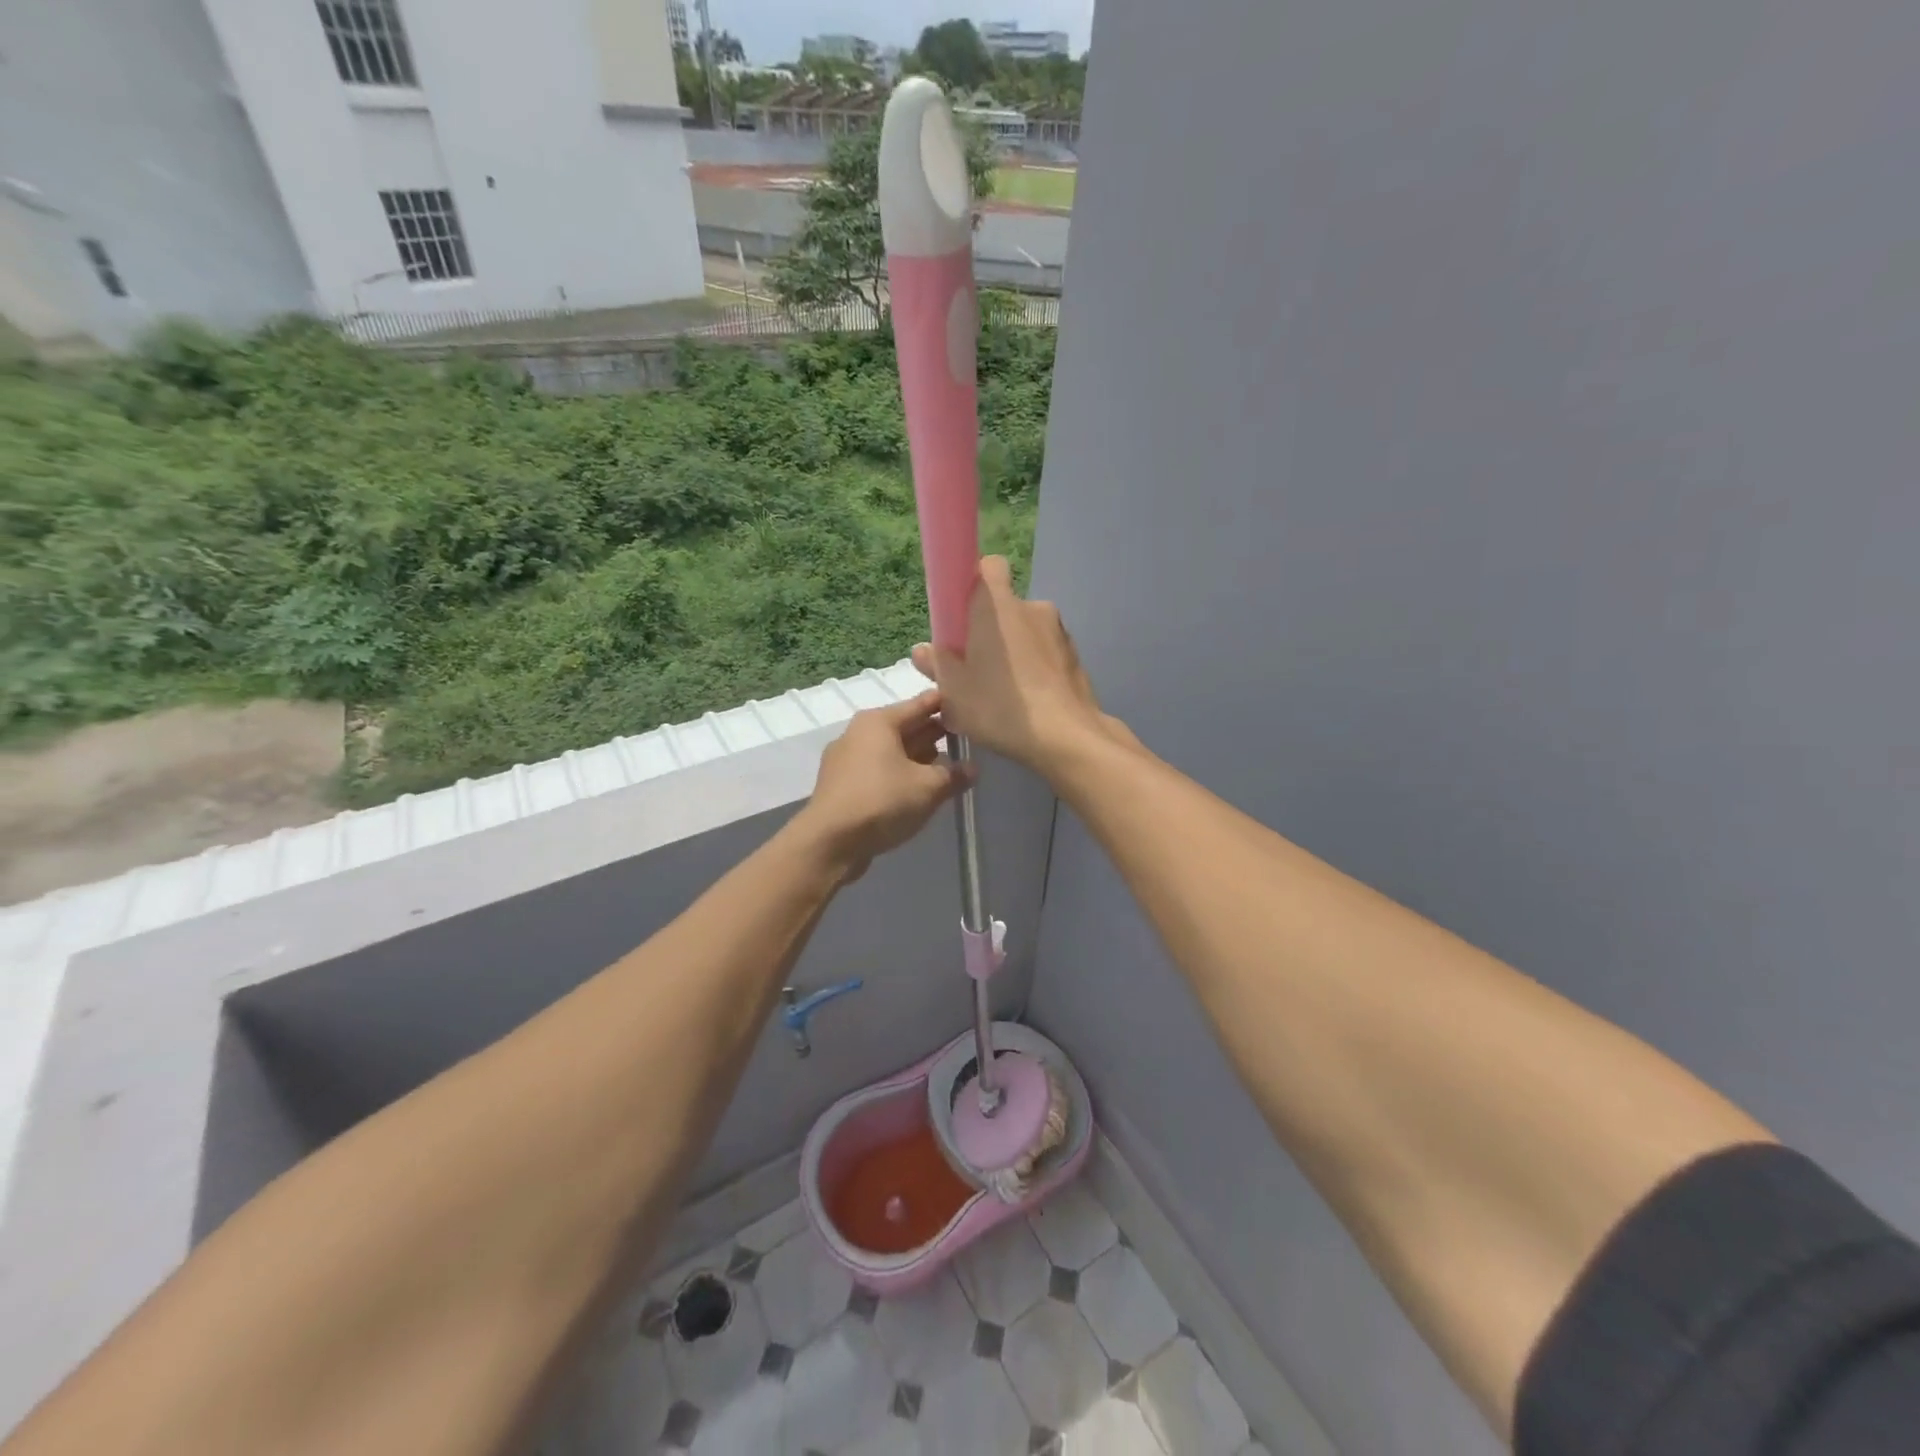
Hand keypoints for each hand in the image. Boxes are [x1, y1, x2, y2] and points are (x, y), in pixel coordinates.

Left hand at [799, 690, 973, 879]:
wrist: (829, 843)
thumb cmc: (882, 802)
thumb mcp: (928, 788)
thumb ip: (954, 775)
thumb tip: (972, 768)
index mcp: (879, 722)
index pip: (920, 704)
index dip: (946, 704)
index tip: (969, 704)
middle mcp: (859, 733)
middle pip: (905, 727)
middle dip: (934, 733)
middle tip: (965, 738)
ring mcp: (846, 760)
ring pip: (891, 751)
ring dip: (918, 758)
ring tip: (947, 767)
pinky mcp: (842, 786)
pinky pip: (879, 771)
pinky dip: (899, 775)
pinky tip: (918, 790)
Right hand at [911, 557, 1136, 777]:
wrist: (1066, 737)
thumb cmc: (1001, 706)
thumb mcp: (954, 692)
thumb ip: (938, 665)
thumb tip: (923, 650)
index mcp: (997, 605)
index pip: (988, 567)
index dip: (973, 584)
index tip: (962, 616)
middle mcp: (1032, 607)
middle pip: (1004, 606)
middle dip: (990, 629)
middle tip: (975, 667)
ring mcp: (1059, 631)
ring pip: (1026, 632)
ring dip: (1014, 651)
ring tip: (1003, 692)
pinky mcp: (1075, 656)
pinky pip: (1045, 652)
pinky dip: (1035, 668)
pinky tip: (1027, 702)